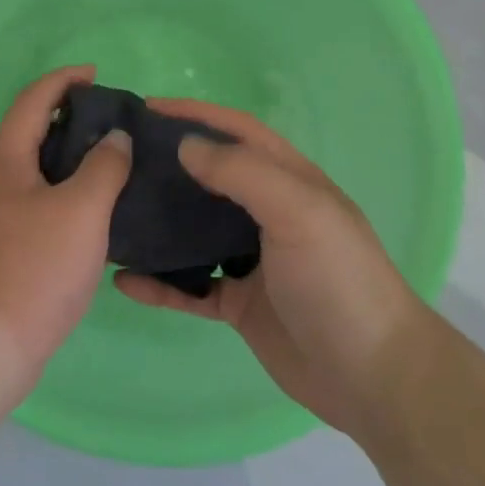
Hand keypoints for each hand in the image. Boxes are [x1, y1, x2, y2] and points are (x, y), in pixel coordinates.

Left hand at [0, 66, 131, 415]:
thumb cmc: (34, 268)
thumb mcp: (80, 211)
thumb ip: (103, 167)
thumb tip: (115, 138)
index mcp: (5, 162)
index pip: (32, 102)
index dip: (62, 81)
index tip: (96, 74)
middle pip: (30, 133)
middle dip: (68, 118)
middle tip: (112, 120)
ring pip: (35, 171)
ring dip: (69, 157)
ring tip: (111, 160)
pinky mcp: (2, 247)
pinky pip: (38, 202)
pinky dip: (65, 192)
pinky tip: (94, 210)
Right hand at [113, 99, 426, 445]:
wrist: (373, 377)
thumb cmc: (338, 280)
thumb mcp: (299, 212)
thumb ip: (243, 173)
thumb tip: (186, 145)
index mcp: (289, 181)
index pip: (236, 132)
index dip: (195, 114)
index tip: (145, 108)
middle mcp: (267, 214)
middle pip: (208, 178)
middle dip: (167, 163)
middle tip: (116, 160)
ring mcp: (251, 261)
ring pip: (193, 231)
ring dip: (158, 222)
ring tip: (111, 212)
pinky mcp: (238, 303)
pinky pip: (189, 287)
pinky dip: (160, 284)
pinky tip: (124, 281)